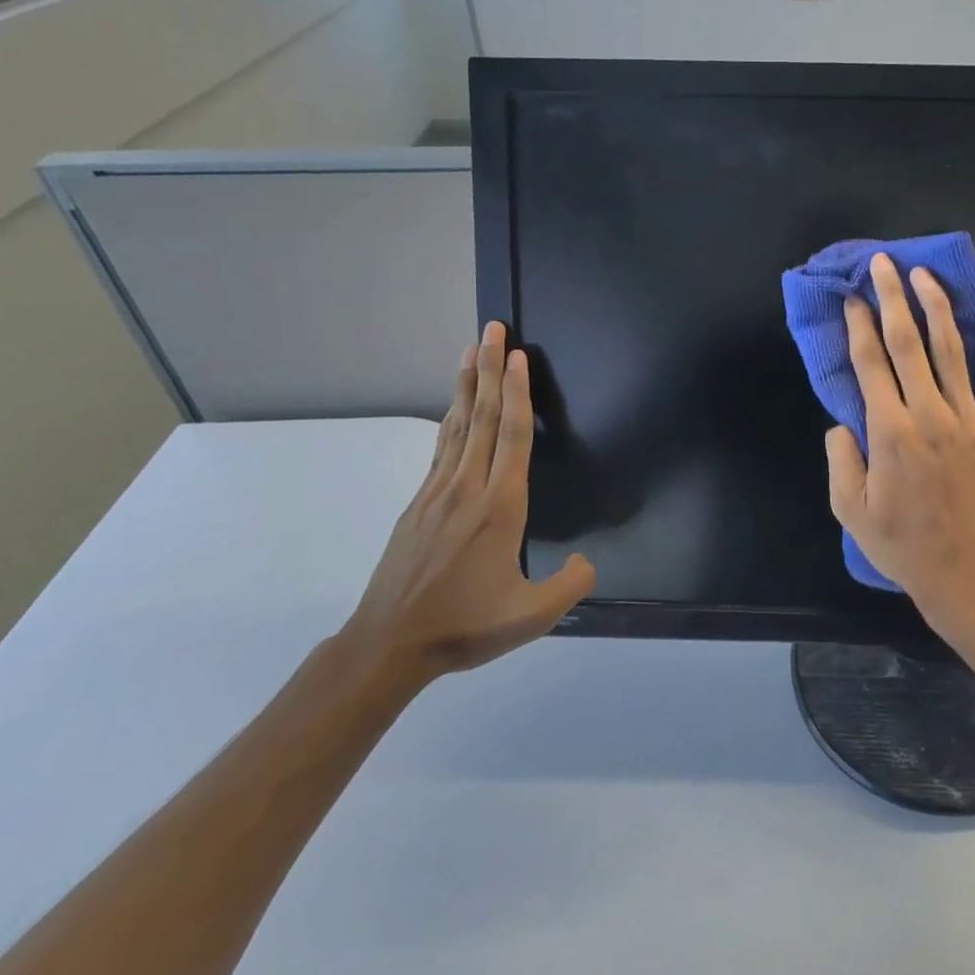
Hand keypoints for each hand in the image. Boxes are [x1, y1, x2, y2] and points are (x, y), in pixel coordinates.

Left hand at [339, 323, 594, 693]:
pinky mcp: (419, 504)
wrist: (388, 644)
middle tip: (493, 330)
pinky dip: (450, 418)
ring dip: (466, 385)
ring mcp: (437, 493)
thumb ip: (570, 585)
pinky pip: (441, 448)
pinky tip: (453, 407)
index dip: (517, 393)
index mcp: (499, 508)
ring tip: (472, 350)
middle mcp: (467, 489)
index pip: (511, 437)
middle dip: (490, 370)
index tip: (517, 356)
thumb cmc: (464, 627)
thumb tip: (585, 561)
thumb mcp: (532, 617)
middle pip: (481, 418)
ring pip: (457, 427)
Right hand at [826, 254, 974, 641]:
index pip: (871, 364)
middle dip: (894, 298)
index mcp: (890, 432)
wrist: (967, 575)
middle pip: (909, 344)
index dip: (859, 325)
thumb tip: (843, 422)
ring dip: (938, 310)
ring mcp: (971, 422)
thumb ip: (841, 458)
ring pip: (953, 352)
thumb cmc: (902, 545)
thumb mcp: (850, 509)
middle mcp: (930, 415)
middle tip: (885, 264)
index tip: (852, 297)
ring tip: (926, 276)